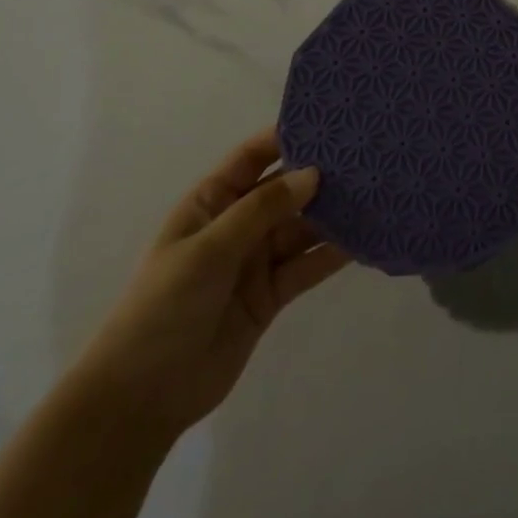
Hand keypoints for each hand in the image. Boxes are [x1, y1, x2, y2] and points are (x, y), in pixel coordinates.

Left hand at [70, 131, 349, 443]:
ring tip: (375, 194)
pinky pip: (306, 266)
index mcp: (211, 202)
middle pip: (284, 191)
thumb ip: (263, 209)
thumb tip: (313, 173)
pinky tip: (363, 240)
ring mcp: (255, 261)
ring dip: (331, 215)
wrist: (142, 396)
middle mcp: (236, 225)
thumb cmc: (163, 306)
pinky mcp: (270, 295)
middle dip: (319, 176)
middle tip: (366, 157)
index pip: (252, 158)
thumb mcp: (209, 248)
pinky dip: (332, 254)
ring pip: (301, 228)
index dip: (285, 137)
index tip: (329, 121)